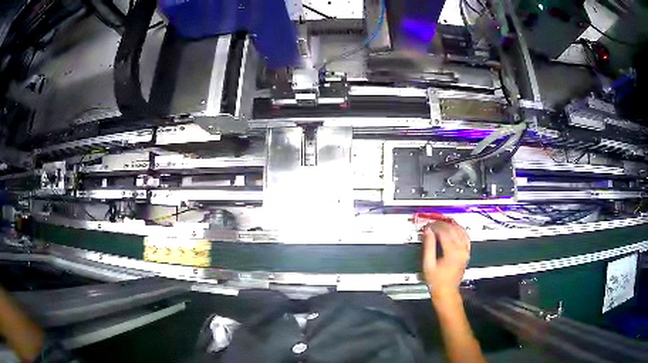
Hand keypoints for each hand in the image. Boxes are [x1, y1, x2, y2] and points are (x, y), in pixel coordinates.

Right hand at [422, 222, 470, 299]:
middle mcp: (461, 250)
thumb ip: (428, 246)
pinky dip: (459, 230)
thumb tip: (428, 231)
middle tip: (432, 223)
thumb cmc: (436, 280)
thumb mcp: (428, 263)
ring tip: (441, 223)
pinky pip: (465, 236)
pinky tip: (453, 228)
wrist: (446, 290)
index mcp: (452, 252)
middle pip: (453, 229)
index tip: (428, 226)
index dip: (435, 226)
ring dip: (451, 225)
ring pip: (460, 230)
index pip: (444, 232)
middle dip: (442, 224)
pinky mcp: (467, 252)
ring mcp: (466, 251)